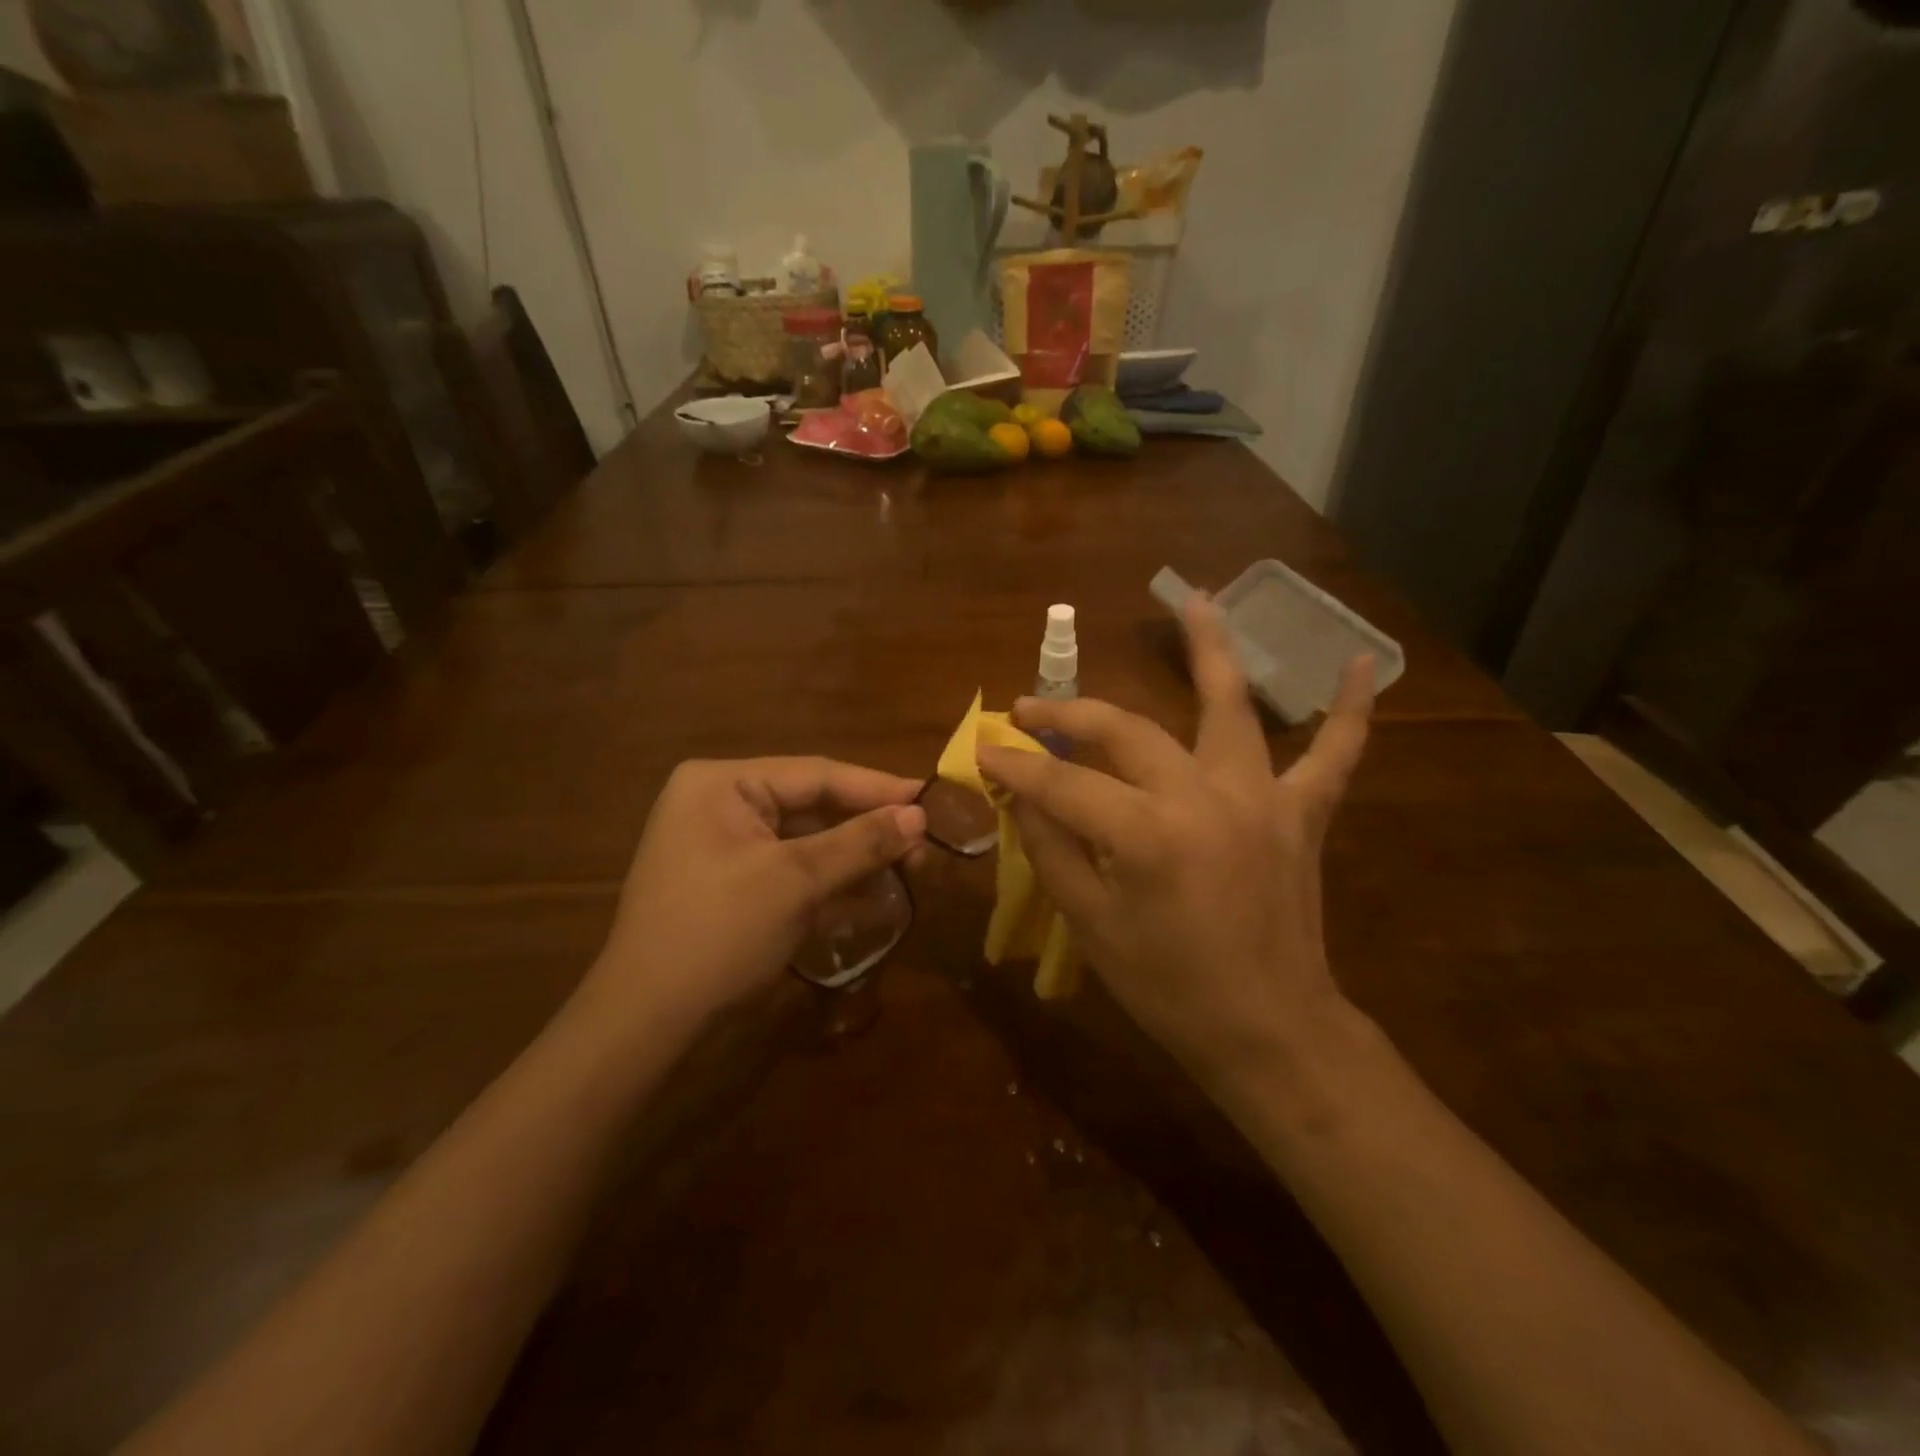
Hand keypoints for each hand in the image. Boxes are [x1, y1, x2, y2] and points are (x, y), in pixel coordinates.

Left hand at [579, 758, 925, 1038]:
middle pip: (812, 806)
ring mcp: (724, 848)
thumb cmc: (718, 934)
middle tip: (925, 844)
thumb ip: (860, 842)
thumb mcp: (795, 881)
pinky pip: (791, 871)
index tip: (930, 799)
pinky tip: (873, 896)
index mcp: (721, 784)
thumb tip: (920, 815)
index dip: (877, 788)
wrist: (647, 1026)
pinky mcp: (733, 886)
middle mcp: (720, 805)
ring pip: (806, 841)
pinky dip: (830, 882)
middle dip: (868, 828)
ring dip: (855, 857)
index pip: (815, 774)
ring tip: (911, 868)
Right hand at [976, 599, 1373, 1094]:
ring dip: (1211, 650)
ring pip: (1230, 708)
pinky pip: (1333, 755)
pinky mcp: (1301, 814)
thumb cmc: (1168, 988)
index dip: (1016, 765)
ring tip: (1197, 598)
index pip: (1062, 782)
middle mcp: (1204, 798)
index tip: (984, 748)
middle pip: (1126, 732)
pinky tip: (1364, 661)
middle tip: (1031, 706)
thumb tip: (1021, 794)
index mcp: (1146, 835)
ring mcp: (1260, 799)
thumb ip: (1052, 849)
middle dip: (1070, 715)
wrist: (1269, 1030)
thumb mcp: (1091, 925)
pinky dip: (1349, 710)